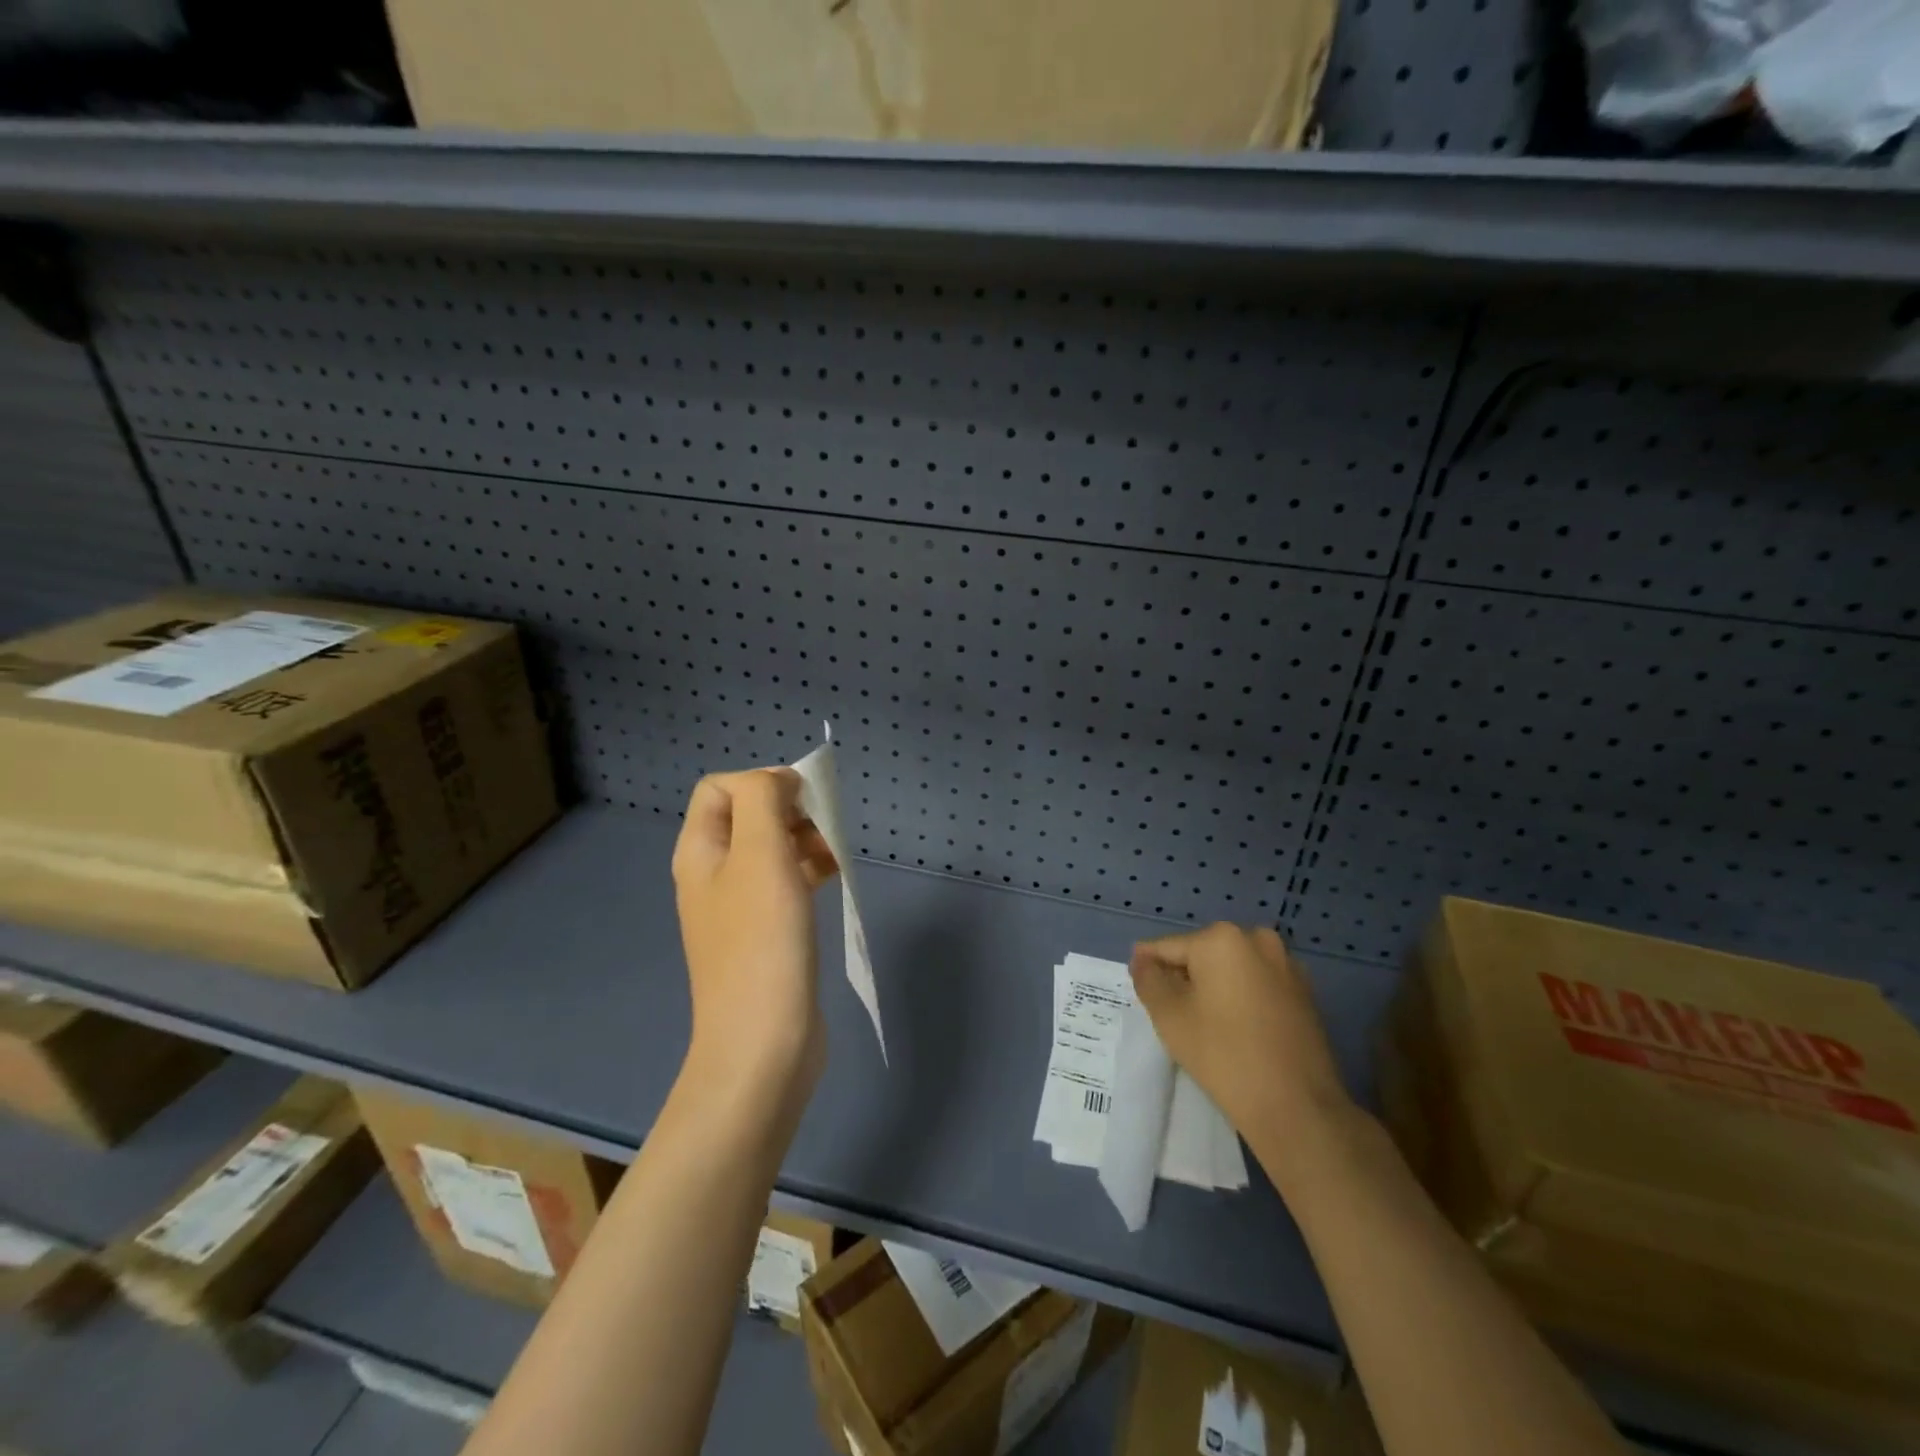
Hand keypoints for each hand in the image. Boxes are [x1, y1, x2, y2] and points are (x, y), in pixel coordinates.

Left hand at [672, 769, 835, 1116]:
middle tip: (823, 829)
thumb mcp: (760, 855)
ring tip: (836, 854)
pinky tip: (836, 878)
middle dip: (789, 809)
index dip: (762, 781)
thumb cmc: (762, 942)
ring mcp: (739, 907)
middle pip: (748, 815)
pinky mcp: (766, 934)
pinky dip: (810, 870)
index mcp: (700, 851)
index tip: (803, 802)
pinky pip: (786, 883)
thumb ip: (764, 801)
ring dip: (805, 839)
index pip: (720, 787)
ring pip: (772, 849)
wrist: (763, 1044)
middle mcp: (713, 874)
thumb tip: (779, 782)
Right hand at [1130, 922, 1352, 1140]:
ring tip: (1204, 1027)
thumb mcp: (1169, 1016)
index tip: (1141, 992)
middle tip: (1172, 1016)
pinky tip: (1236, 1031)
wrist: (1298, 1107)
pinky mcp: (1305, 993)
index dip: (1149, 969)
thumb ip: (1149, 979)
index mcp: (1221, 938)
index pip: (1168, 947)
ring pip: (1231, 970)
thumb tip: (1143, 960)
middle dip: (1184, 978)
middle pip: (1202, 955)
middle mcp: (1257, 940)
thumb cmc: (1224, 1055)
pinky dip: (1241, 999)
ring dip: (1213, 988)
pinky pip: (1257, 985)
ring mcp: (1286, 965)